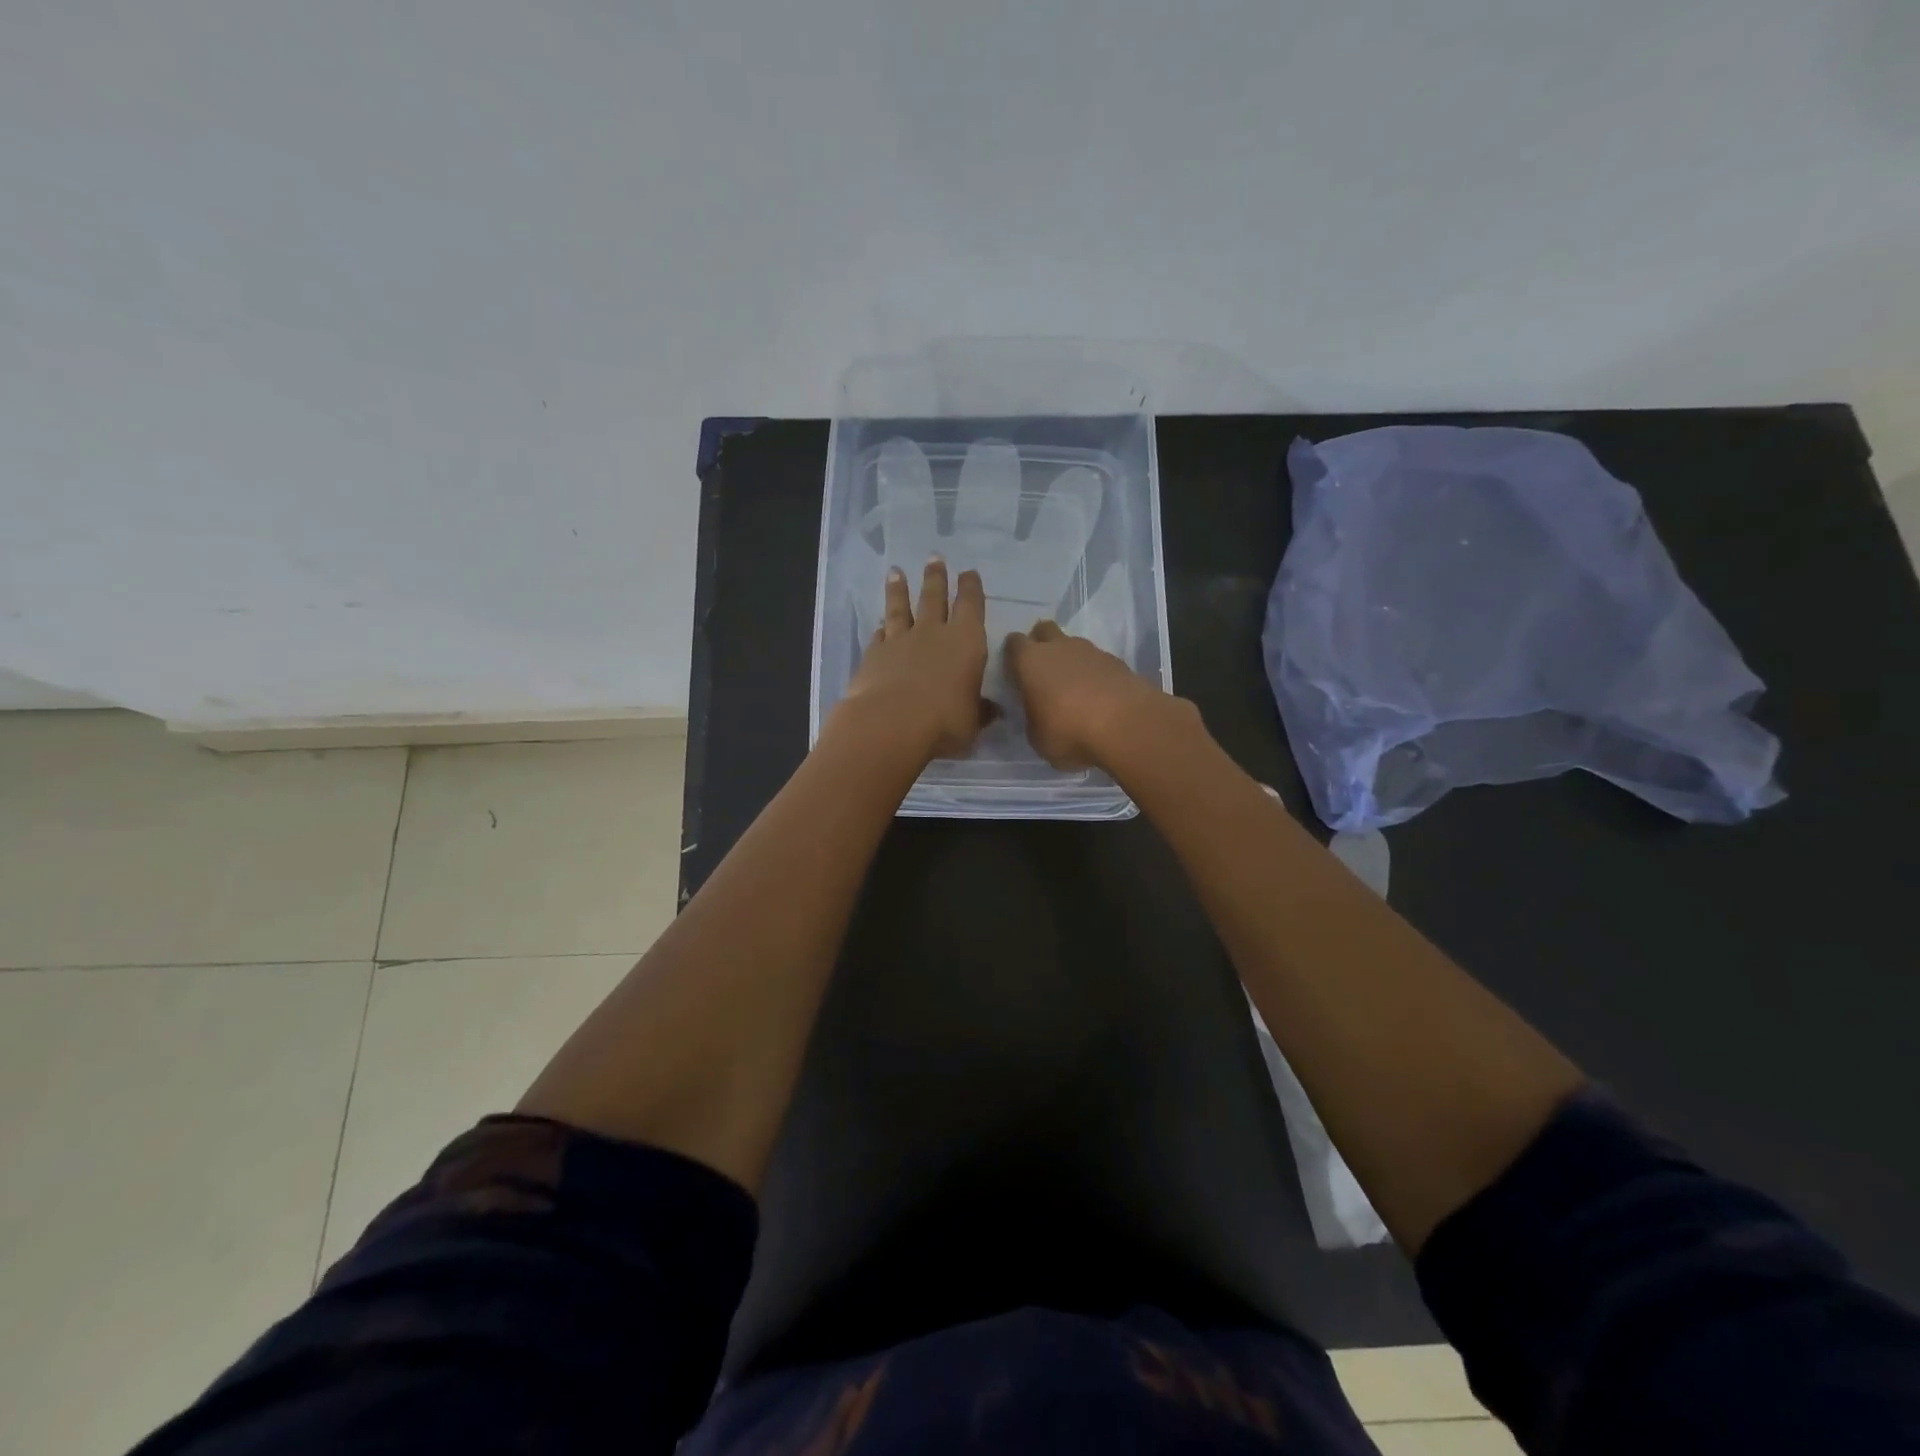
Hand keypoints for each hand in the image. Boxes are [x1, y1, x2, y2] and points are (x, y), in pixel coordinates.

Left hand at [838, 558, 992, 761]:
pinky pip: (879, 635)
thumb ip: (981, 711)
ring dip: (899, 589)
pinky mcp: (874, 654)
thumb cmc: (944, 722)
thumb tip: (994, 711)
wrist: (890, 723)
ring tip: (897, 572)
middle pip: (934, 597)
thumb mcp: (972, 722)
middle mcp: (933, 633)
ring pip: (901, 608)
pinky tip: (879, 624)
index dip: (971, 588)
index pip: (971, 606)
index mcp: (966, 642)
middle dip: (936, 577)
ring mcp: (900, 641)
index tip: (969, 573)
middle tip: (934, 557)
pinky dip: (881, 628)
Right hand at [1004, 620, 1182, 769]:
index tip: (1014, 673)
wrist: (1127, 725)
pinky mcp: (1118, 662)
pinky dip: (1094, 674)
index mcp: (1030, 661)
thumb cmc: (1069, 731)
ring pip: (1073, 646)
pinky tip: (1098, 697)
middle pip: (1044, 631)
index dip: (1012, 656)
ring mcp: (1091, 651)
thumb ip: (1033, 719)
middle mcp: (1059, 647)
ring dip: (1070, 661)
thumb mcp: (1037, 737)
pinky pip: (1098, 662)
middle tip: (1042, 673)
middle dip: (1041, 645)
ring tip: (1073, 690)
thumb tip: (1037, 714)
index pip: (1013, 644)